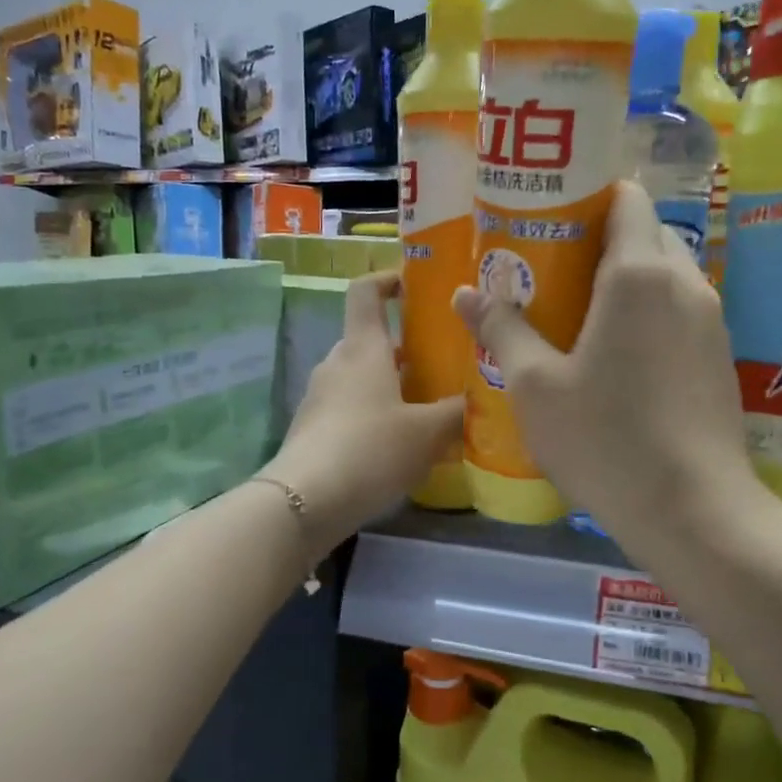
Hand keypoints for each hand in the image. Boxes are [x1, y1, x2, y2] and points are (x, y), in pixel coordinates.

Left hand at [269, 271, 463, 552]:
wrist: (304, 501)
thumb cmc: (371, 450)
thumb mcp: (427, 432)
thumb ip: (456, 412)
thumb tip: (477, 398)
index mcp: (363, 349)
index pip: (366, 292)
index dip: (388, 280)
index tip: (414, 285)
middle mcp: (337, 364)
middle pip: (371, 340)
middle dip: (406, 349)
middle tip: (443, 364)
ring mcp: (320, 397)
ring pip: (362, 378)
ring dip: (392, 386)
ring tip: (429, 409)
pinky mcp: (313, 430)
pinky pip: (350, 408)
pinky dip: (375, 414)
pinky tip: (400, 445)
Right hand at [453, 181, 754, 547]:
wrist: (693, 509)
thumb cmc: (605, 439)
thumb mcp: (535, 386)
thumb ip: (502, 330)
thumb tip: (465, 293)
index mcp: (639, 273)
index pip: (626, 198)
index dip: (588, 196)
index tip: (549, 219)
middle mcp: (685, 284)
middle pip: (646, 235)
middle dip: (600, 242)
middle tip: (551, 272)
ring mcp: (711, 322)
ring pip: (665, 277)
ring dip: (625, 282)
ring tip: (577, 315)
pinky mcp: (719, 359)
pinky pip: (679, 313)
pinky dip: (648, 315)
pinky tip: (616, 358)